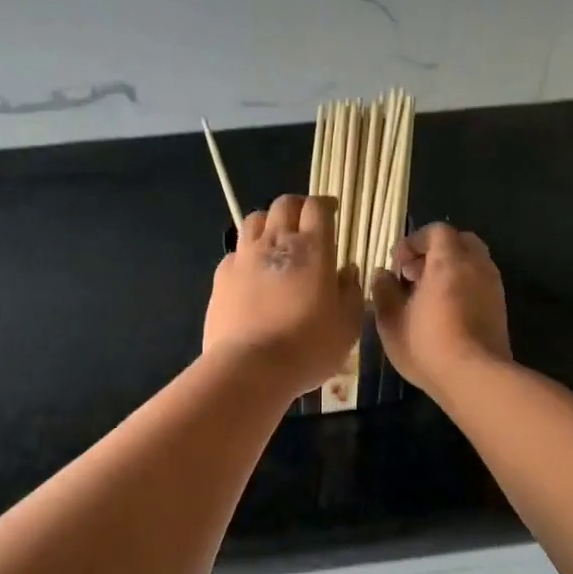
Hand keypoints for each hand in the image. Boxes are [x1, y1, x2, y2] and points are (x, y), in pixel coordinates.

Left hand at [204, 195, 363, 394]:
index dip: (325, 205)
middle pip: (283, 205)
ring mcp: (243, 258)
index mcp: (312, 248)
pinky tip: (252, 274)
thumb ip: (351, 292)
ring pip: (253, 221)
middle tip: (305, 223)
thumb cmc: (308, 347)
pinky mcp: (220, 278)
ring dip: (267, 223)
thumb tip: (348, 271)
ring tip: (275, 241)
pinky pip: (235, 253)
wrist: (251, 368)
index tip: (332, 213)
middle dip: (296, 207)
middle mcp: (275, 242)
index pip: (316, 207)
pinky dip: (246, 255)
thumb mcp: (347, 326)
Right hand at [371, 222, 511, 394]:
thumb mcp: (390, 322)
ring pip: (473, 262)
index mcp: (449, 261)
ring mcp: (493, 286)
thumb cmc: (428, 346)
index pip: (436, 231)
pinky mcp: (500, 307)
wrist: (475, 377)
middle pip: (460, 241)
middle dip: (435, 252)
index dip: (414, 242)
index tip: (398, 266)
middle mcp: (476, 265)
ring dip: (451, 270)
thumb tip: (383, 274)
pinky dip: (463, 286)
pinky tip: (447, 312)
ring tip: (429, 296)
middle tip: (415, 276)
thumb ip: (384, 292)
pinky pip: (480, 282)